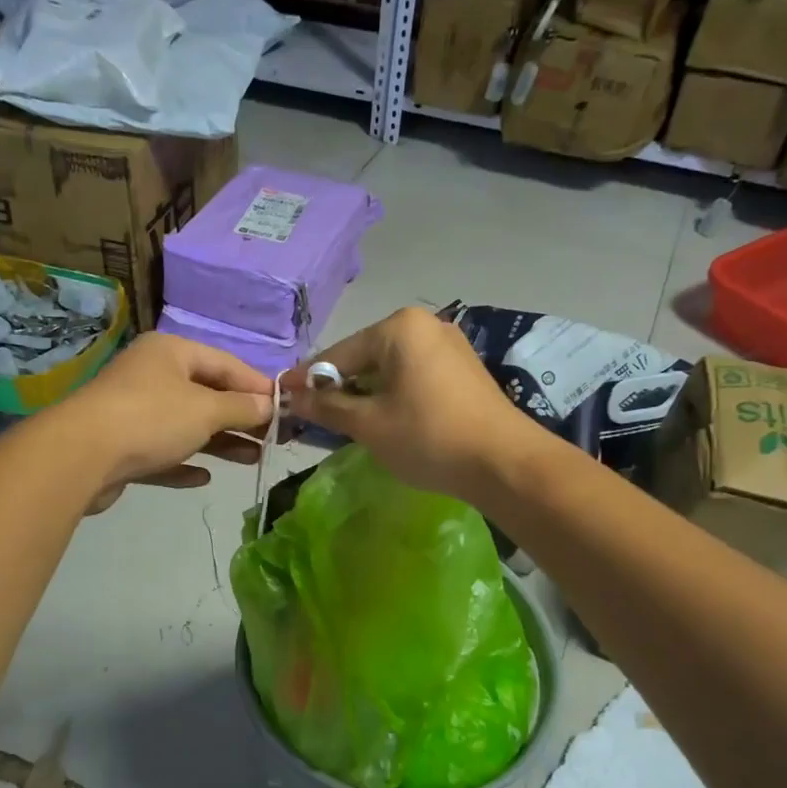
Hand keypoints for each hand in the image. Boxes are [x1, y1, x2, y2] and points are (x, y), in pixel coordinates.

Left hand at [52, 332, 273, 510]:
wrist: (80, 456)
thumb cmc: (151, 419)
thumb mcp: (206, 409)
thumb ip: (242, 407)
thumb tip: (270, 405)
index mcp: (171, 353)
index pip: (226, 364)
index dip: (257, 386)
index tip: (285, 408)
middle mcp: (152, 376)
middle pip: (207, 394)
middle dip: (241, 418)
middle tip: (272, 439)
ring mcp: (134, 411)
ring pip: (186, 425)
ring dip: (220, 442)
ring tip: (252, 459)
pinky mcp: (122, 447)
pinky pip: (162, 452)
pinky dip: (184, 462)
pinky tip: (203, 477)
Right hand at [286, 307, 536, 499]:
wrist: (504, 462)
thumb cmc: (428, 437)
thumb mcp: (369, 424)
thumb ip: (327, 407)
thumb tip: (292, 397)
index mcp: (399, 327)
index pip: (339, 354)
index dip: (308, 380)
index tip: (282, 398)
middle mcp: (425, 325)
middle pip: (365, 358)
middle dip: (339, 388)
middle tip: (314, 418)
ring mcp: (449, 345)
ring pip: (390, 369)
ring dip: (366, 394)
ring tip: (346, 424)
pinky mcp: (463, 369)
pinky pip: (414, 376)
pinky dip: (393, 395)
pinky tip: (385, 420)